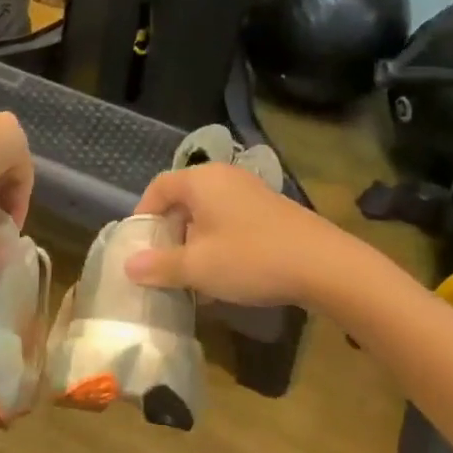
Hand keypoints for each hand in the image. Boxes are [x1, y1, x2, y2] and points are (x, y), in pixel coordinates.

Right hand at [123, 162, 337, 307]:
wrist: (323, 265)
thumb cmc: (251, 258)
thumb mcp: (198, 267)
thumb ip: (160, 265)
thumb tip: (129, 266)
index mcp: (201, 180)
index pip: (158, 187)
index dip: (143, 215)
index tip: (137, 246)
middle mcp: (224, 177)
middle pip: (183, 199)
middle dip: (169, 232)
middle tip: (162, 263)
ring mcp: (250, 191)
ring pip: (207, 212)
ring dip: (194, 241)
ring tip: (192, 274)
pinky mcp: (269, 209)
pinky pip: (230, 219)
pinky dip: (218, 241)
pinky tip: (224, 273)